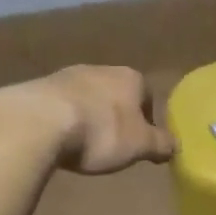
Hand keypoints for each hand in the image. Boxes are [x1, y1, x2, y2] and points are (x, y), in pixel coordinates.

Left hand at [0, 66, 174, 173]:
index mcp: (131, 78)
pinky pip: (59, 104)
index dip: (146, 120)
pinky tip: (58, 139)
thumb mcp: (139, 145)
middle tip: (112, 144)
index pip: (147, 95)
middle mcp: (100, 69)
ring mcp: (67, 75)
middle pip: (115, 94)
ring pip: (86, 97)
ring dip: (87, 116)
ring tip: (82, 144)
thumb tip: (176, 146)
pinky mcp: (39, 87)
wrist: (40, 122)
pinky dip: (63, 119)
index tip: (140, 142)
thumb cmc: (101, 132)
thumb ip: (160, 144)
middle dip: (115, 116)